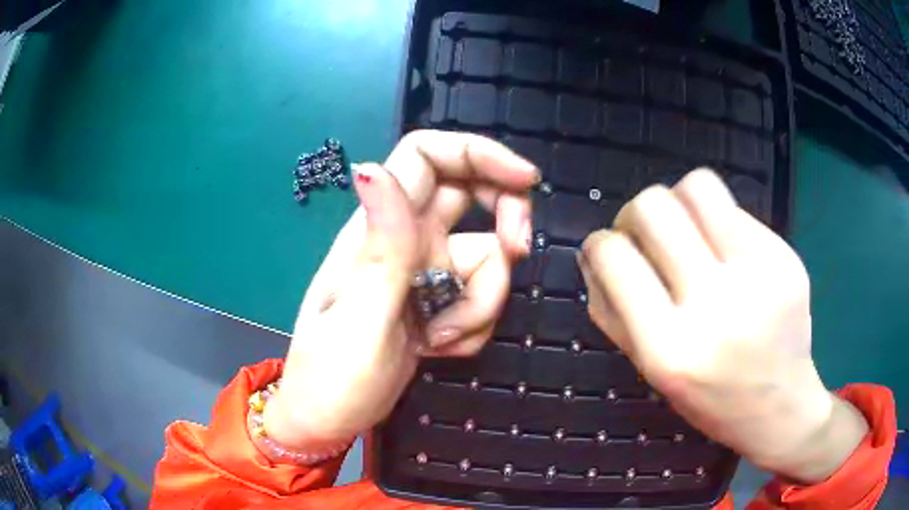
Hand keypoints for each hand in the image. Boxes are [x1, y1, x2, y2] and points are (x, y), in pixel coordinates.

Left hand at [264, 132, 537, 448]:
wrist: (329, 422)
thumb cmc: (332, 376)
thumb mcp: (360, 315)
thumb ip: (381, 245)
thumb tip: (371, 167)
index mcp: (377, 228)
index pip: (426, 157)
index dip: (477, 153)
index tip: (526, 180)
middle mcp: (404, 239)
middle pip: (470, 193)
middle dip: (505, 217)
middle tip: (518, 251)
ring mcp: (425, 273)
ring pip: (486, 258)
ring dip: (482, 302)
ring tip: (441, 339)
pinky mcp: (438, 304)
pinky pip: (480, 297)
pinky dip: (473, 325)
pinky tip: (440, 348)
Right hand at [580, 169, 867, 482]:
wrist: (780, 406)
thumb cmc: (710, 399)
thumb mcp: (651, 372)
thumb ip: (612, 314)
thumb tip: (594, 254)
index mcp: (671, 349)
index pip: (615, 257)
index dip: (599, 243)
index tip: (606, 249)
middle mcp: (717, 305)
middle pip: (654, 207)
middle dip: (634, 212)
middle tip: (645, 235)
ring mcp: (759, 274)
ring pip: (698, 186)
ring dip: (678, 201)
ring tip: (685, 229)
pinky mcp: (785, 256)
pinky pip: (735, 209)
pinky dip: (717, 222)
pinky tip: (725, 252)